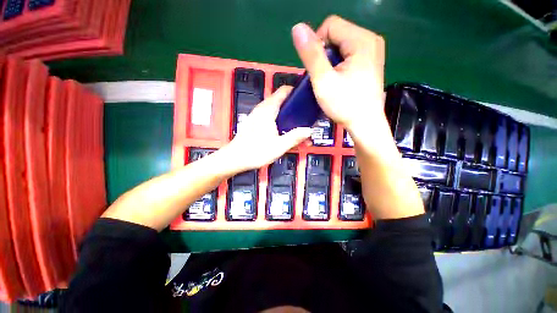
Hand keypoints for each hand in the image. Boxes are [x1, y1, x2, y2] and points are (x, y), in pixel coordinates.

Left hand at [223, 86, 312, 172]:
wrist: (235, 158)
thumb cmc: (255, 152)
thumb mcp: (279, 146)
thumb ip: (295, 137)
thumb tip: (309, 130)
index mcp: (268, 109)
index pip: (284, 91)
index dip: (296, 92)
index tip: (307, 100)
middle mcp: (262, 109)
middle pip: (282, 101)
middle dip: (295, 109)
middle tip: (305, 119)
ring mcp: (258, 115)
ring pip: (277, 110)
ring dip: (288, 118)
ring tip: (297, 129)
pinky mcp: (255, 122)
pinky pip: (271, 117)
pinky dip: (280, 122)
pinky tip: (284, 134)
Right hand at [291, 16, 424, 219]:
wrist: (367, 136)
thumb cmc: (347, 112)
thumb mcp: (323, 84)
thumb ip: (310, 55)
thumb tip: (295, 30)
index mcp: (361, 43)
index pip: (329, 26)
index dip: (315, 45)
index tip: (313, 70)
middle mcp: (368, 47)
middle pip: (333, 39)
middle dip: (320, 59)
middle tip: (319, 84)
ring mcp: (367, 60)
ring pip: (336, 53)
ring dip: (324, 69)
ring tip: (324, 90)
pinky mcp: (363, 74)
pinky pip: (340, 65)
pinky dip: (330, 74)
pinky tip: (330, 91)